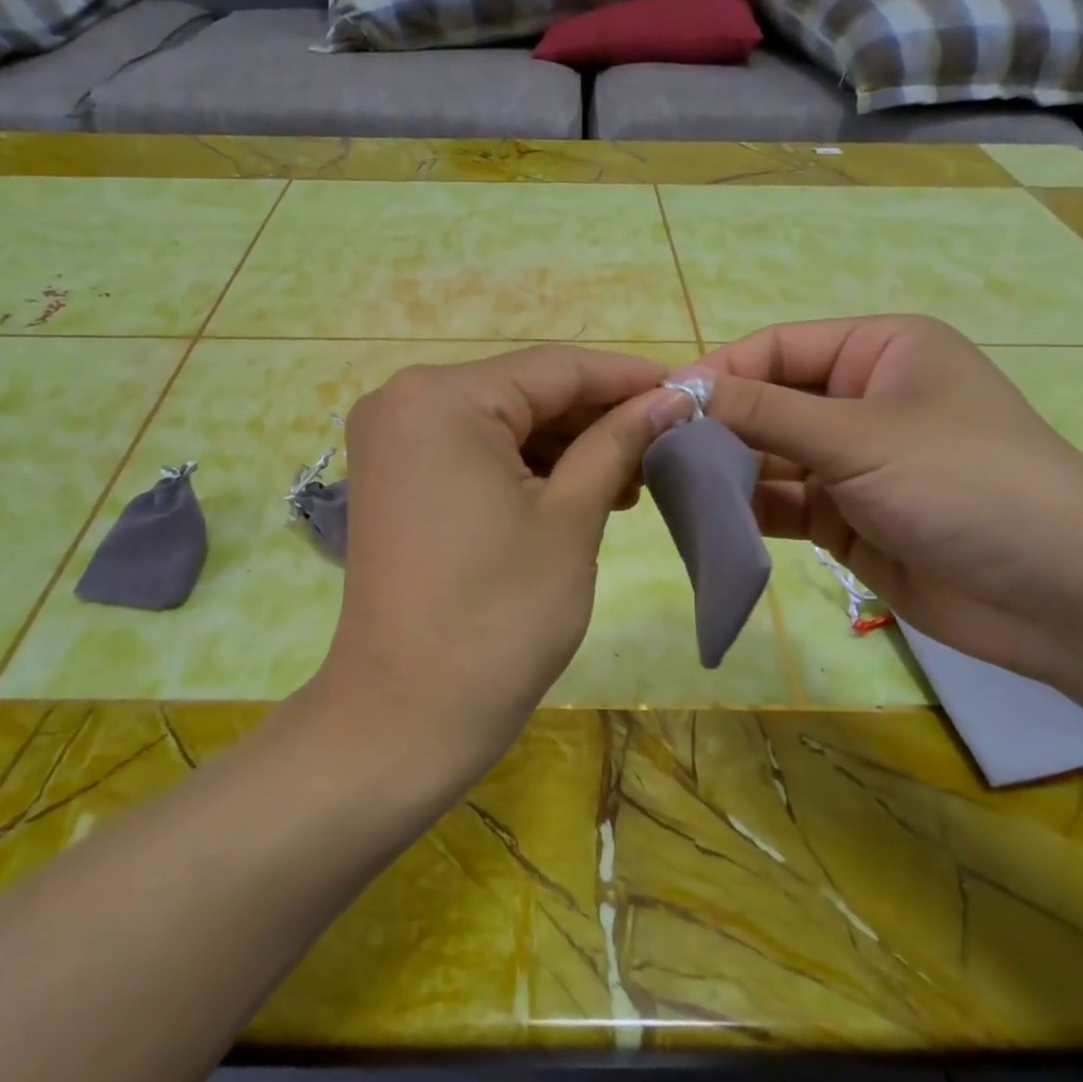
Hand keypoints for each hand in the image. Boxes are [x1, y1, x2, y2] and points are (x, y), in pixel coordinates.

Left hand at [319, 345, 671, 769]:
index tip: (689, 390)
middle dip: (598, 417)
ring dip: (567, 446)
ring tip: (634, 476)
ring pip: (502, 423)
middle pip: (525, 392)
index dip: (628, 378)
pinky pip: (474, 453)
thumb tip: (669, 399)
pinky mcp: (395, 479)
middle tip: (668, 441)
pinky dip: (527, 467)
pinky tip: (582, 490)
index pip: (556, 367)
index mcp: (443, 397)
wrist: (408, 714)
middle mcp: (405, 400)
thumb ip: (618, 442)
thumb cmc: (499, 615)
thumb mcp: (571, 518)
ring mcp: (393, 441)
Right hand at [690, 316, 1082, 687]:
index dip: (718, 373)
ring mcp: (852, 463)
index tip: (658, 405)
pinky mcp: (845, 518)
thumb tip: (680, 389)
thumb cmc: (964, 483)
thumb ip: (764, 413)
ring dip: (725, 471)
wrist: (1058, 595)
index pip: (776, 349)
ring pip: (769, 457)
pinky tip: (705, 519)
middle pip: (767, 403)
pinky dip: (746, 509)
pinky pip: (782, 504)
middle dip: (716, 427)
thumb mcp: (858, 436)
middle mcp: (861, 400)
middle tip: (653, 453)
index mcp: (878, 352)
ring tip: (669, 488)